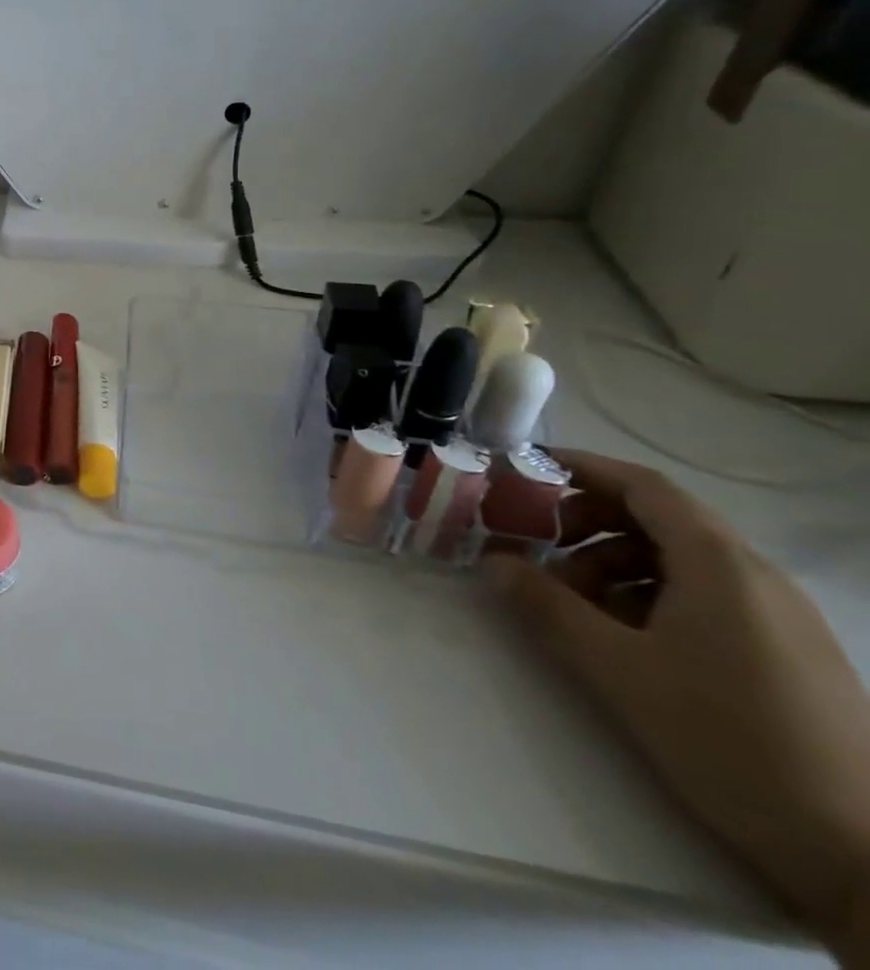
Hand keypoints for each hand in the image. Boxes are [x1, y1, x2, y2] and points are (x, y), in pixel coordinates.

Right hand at [487, 452, 869, 951]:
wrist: (865, 858)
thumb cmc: (727, 739)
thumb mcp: (615, 668)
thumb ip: (545, 605)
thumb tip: (493, 561)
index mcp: (719, 565)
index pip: (643, 485)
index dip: (580, 468)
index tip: (523, 471)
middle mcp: (756, 577)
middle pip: (659, 519)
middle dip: (587, 523)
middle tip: (535, 545)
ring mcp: (781, 617)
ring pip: (680, 560)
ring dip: (614, 564)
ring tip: (574, 604)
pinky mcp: (790, 653)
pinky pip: (707, 596)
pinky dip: (651, 595)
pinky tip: (626, 637)